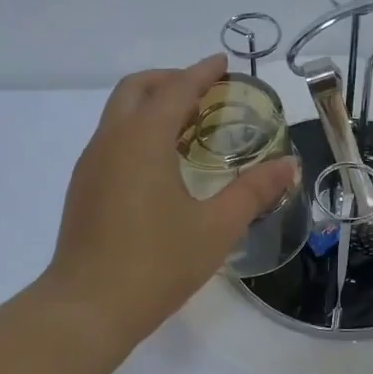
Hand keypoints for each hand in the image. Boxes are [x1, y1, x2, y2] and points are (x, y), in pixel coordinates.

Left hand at [42, 54, 297, 350]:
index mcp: (142, 140)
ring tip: (187, 126)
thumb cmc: (156, 264)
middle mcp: (110, 141)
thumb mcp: (217, 227)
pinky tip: (160, 164)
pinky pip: (111, 139)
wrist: (87, 309)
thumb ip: (254, 191)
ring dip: (151, 106)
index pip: (176, 89)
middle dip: (170, 80)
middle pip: (136, 89)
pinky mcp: (83, 188)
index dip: (202, 72)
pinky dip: (137, 131)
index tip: (224, 64)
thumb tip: (289, 165)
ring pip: (118, 114)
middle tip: (204, 93)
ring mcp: (91, 164)